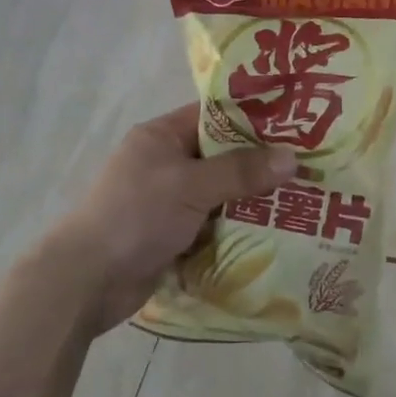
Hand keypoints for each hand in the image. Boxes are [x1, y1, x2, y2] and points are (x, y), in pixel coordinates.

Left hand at [41, 104, 294, 330]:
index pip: (214, 116)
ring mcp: (168, 201)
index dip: (252, 117)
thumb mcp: (191, 185)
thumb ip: (240, 171)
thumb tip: (291, 157)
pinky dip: (237, 228)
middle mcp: (165, 163)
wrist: (87, 281)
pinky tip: (275, 231)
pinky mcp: (172, 234)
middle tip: (308, 165)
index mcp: (161, 137)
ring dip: (252, 199)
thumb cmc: (136, 215)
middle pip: (221, 156)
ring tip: (302, 198)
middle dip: (260, 164)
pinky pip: (213, 224)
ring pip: (220, 193)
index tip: (294, 122)